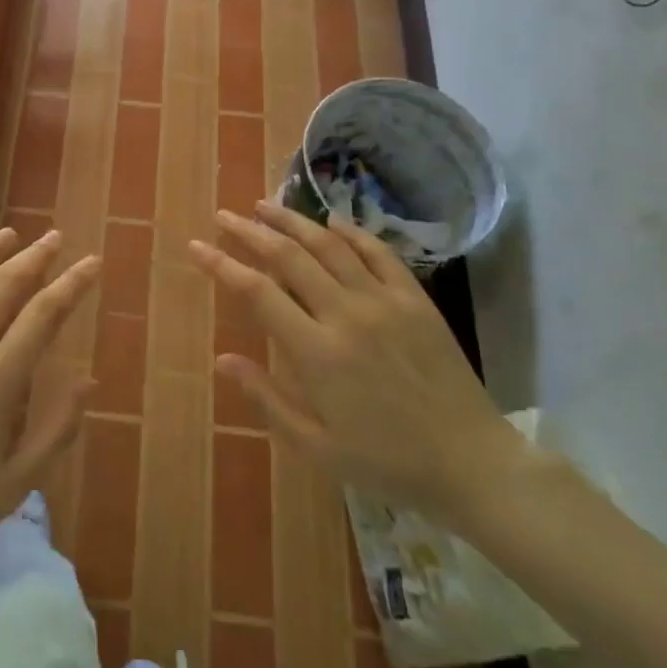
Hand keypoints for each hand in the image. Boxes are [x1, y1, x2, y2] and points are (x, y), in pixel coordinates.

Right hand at [188, 201, 520, 524]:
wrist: (470, 462)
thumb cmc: (386, 461)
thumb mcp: (316, 446)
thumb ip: (266, 399)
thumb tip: (222, 359)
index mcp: (316, 353)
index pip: (257, 292)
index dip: (221, 264)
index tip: (197, 245)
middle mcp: (346, 314)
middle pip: (288, 257)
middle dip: (250, 231)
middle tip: (224, 215)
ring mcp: (384, 301)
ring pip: (329, 244)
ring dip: (292, 221)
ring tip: (264, 205)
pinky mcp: (416, 299)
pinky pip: (378, 252)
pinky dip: (350, 231)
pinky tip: (331, 221)